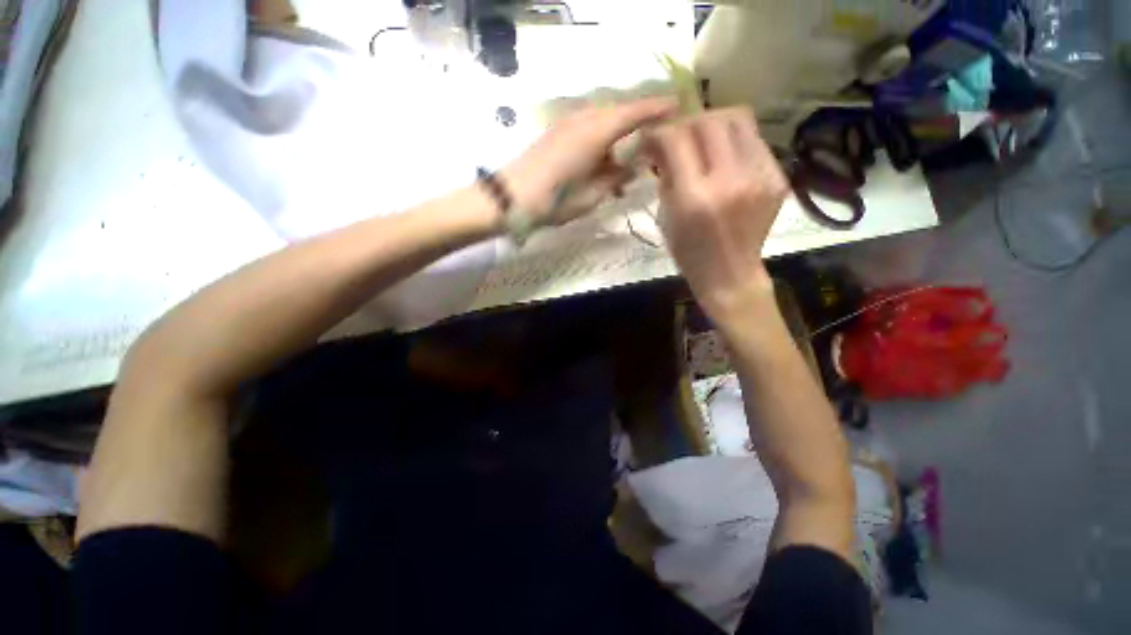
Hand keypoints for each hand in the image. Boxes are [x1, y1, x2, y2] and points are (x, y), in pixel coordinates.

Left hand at [502, 98, 677, 226]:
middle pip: (618, 114)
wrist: (510, 199)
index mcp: (595, 132)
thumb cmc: (554, 201)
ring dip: (618, 138)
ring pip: (602, 123)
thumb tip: (633, 167)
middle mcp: (582, 120)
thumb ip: (615, 178)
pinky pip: (587, 131)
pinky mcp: (556, 134)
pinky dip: (600, 145)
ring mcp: (566, 125)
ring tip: (628, 164)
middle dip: (638, 123)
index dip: (657, 109)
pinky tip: (603, 167)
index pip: (634, 113)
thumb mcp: (592, 195)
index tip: (678, 108)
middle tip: (655, 140)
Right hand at [643, 108, 788, 322]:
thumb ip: (666, 176)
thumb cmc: (689, 253)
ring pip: (739, 119)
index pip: (676, 139)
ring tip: (703, 140)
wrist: (729, 274)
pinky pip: (754, 141)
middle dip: (687, 122)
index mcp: (695, 198)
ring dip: (714, 123)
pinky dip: (734, 141)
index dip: (660, 132)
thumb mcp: (666, 217)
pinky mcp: (777, 178)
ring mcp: (760, 177)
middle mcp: (730, 181)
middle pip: (710, 120)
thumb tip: (661, 144)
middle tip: (679, 137)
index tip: (652, 139)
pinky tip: (725, 158)